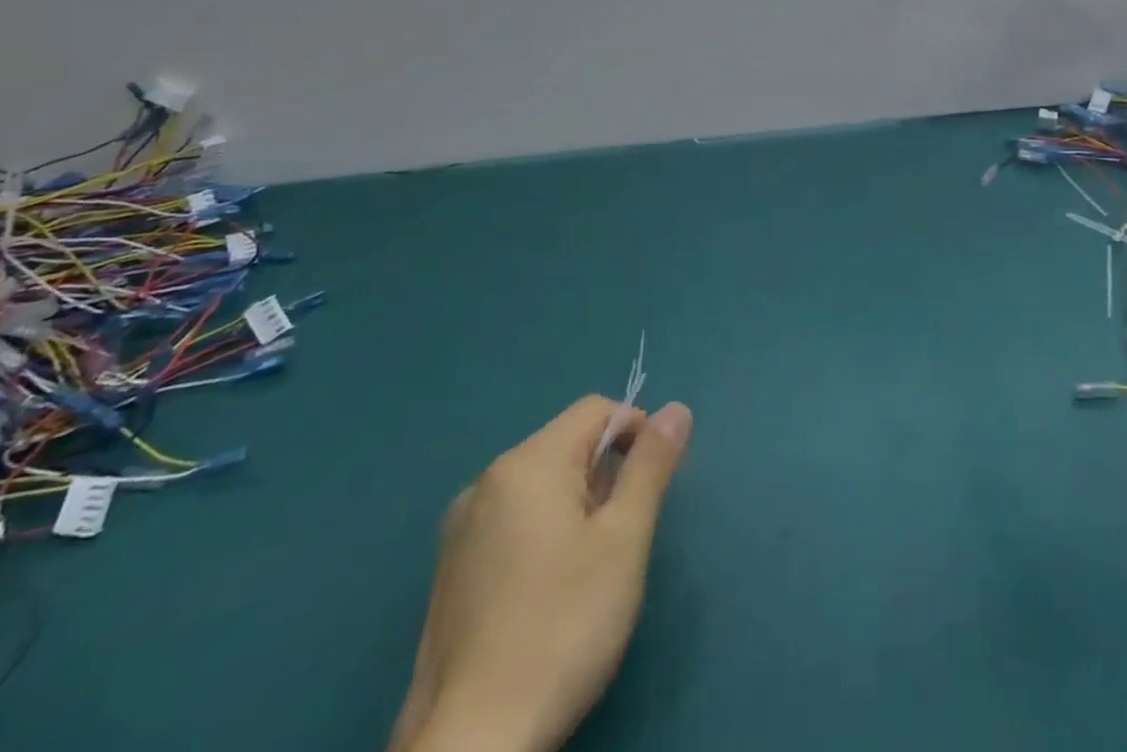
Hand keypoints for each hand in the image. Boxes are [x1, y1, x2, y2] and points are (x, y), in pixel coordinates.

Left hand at [391, 395, 693, 751]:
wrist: (470, 746)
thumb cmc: (561, 630)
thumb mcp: (624, 542)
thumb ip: (651, 466)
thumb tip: (676, 409)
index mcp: (526, 464)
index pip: (595, 410)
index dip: (635, 432)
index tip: (652, 486)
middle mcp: (486, 482)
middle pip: (565, 446)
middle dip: (605, 476)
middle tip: (622, 539)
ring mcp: (460, 529)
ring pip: (539, 486)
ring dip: (576, 506)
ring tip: (588, 572)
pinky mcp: (450, 572)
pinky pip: (511, 521)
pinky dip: (543, 533)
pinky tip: (548, 595)